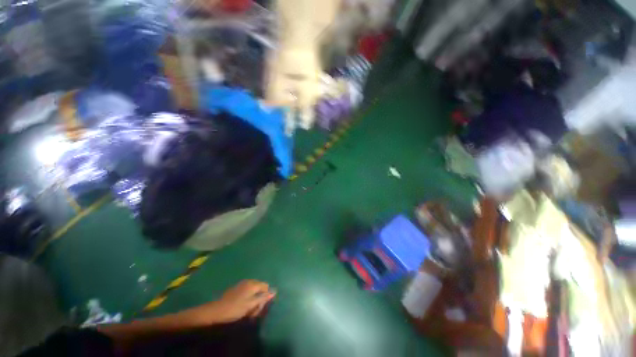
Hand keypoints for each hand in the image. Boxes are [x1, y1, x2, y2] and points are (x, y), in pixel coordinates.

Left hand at [195, 280, 275, 323]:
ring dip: (253, 301)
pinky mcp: (236, 289)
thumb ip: (263, 298)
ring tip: (248, 312)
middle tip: (253, 312)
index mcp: (253, 284)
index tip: (260, 308)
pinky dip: (247, 300)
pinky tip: (242, 308)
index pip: (266, 287)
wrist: (215, 311)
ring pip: (253, 292)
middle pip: (260, 289)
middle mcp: (249, 281)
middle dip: (259, 300)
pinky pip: (247, 293)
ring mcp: (242, 284)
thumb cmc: (235, 308)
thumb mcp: (251, 305)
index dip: (266, 297)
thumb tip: (274, 291)